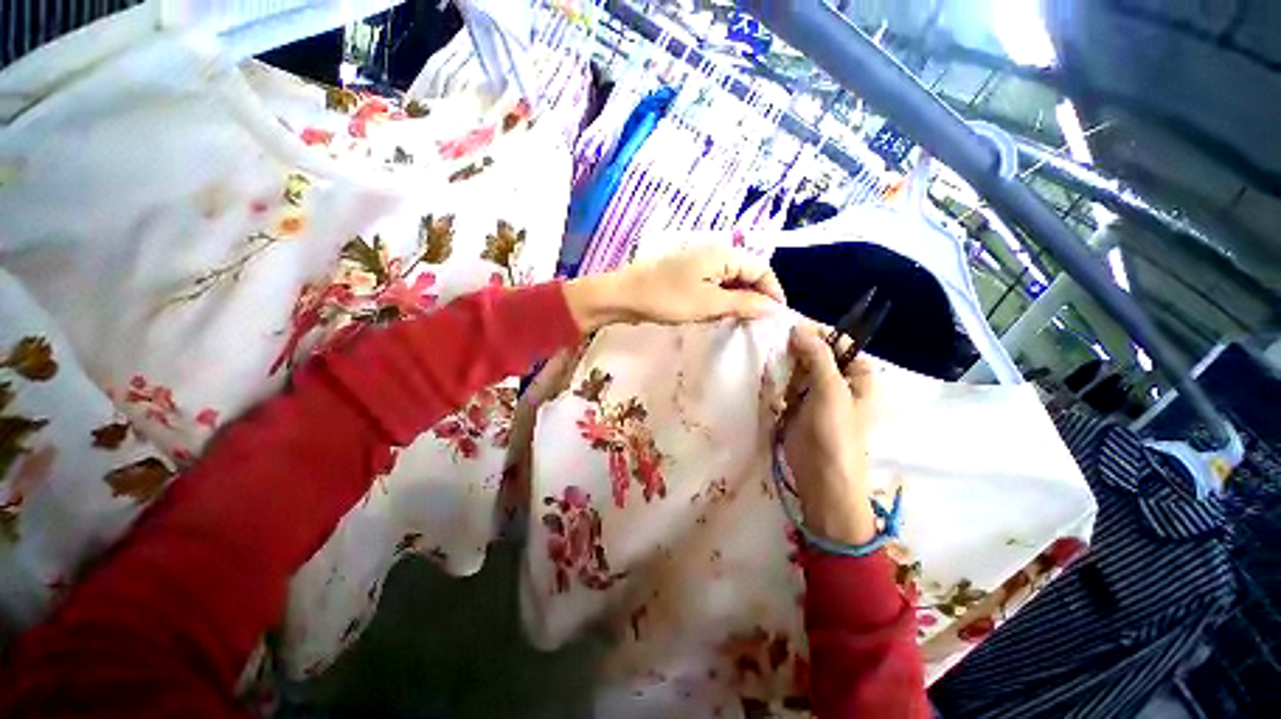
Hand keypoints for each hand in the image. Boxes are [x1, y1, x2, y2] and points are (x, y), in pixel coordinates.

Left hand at [563, 247, 784, 330]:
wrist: (624, 296)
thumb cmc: (667, 298)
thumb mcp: (708, 303)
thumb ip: (743, 303)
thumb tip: (773, 308)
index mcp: (723, 254)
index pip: (761, 268)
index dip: (773, 291)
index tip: (777, 316)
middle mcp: (715, 254)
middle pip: (747, 272)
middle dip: (758, 296)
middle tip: (761, 322)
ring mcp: (700, 264)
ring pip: (731, 280)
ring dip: (741, 299)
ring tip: (745, 321)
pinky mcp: (689, 276)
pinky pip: (716, 285)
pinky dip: (724, 298)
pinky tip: (723, 314)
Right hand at [782, 323, 877, 544]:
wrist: (822, 477)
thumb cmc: (835, 432)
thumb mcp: (831, 390)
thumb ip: (817, 356)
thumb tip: (798, 327)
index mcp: (858, 376)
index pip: (838, 344)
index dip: (818, 336)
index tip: (792, 334)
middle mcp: (838, 382)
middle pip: (815, 355)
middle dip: (797, 354)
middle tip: (781, 356)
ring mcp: (817, 395)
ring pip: (798, 370)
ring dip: (786, 370)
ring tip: (776, 375)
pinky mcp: (798, 407)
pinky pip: (788, 386)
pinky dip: (780, 385)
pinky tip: (774, 390)